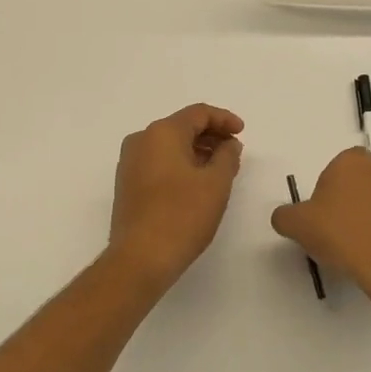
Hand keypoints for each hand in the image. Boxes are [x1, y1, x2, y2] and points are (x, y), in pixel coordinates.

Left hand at [106, 104, 245, 286]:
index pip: (198, 113)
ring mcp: (130, 162)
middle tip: (234, 152)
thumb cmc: (182, 216)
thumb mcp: (216, 183)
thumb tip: (229, 144)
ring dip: (197, 151)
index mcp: (162, 132)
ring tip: (220, 169)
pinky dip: (180, 164)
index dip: (224, 119)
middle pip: (182, 126)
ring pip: (170, 145)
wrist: (140, 258)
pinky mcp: (127, 183)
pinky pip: (159, 161)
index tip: (242, 132)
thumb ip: (227, 156)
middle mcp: (141, 140)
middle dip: (211, 136)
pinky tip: (197, 182)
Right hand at [271, 148, 370, 311]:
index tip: (324, 217)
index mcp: (353, 162)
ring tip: (366, 248)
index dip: (329, 192)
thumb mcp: (298, 226)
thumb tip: (285, 217)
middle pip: (365, 182)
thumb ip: (285, 216)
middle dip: (355, 202)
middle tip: (343, 232)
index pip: (337, 168)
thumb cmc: (343, 236)